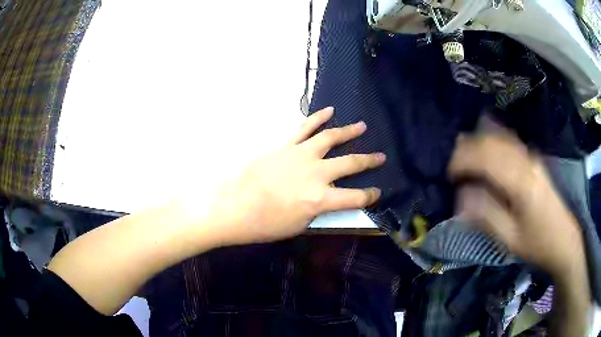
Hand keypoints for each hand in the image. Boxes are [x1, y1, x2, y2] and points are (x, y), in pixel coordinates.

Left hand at [194, 107, 384, 245]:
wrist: (231, 206)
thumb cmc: (263, 224)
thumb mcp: (297, 226)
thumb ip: (316, 211)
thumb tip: (324, 200)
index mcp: (321, 199)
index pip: (356, 198)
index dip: (370, 196)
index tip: (377, 193)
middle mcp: (317, 173)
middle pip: (351, 163)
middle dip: (369, 160)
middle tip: (381, 156)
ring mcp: (301, 155)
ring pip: (331, 138)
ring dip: (349, 131)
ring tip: (362, 126)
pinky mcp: (285, 144)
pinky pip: (305, 127)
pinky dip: (318, 118)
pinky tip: (328, 111)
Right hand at [448, 133, 584, 277]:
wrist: (565, 240)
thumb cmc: (538, 244)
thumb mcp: (510, 239)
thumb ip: (486, 215)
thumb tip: (464, 195)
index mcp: (521, 182)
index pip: (486, 158)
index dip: (462, 161)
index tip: (449, 175)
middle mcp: (526, 162)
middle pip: (492, 143)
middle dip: (467, 149)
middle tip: (452, 165)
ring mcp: (532, 158)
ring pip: (500, 138)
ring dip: (479, 141)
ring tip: (463, 152)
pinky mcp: (535, 160)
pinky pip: (511, 141)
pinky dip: (494, 138)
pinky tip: (486, 140)